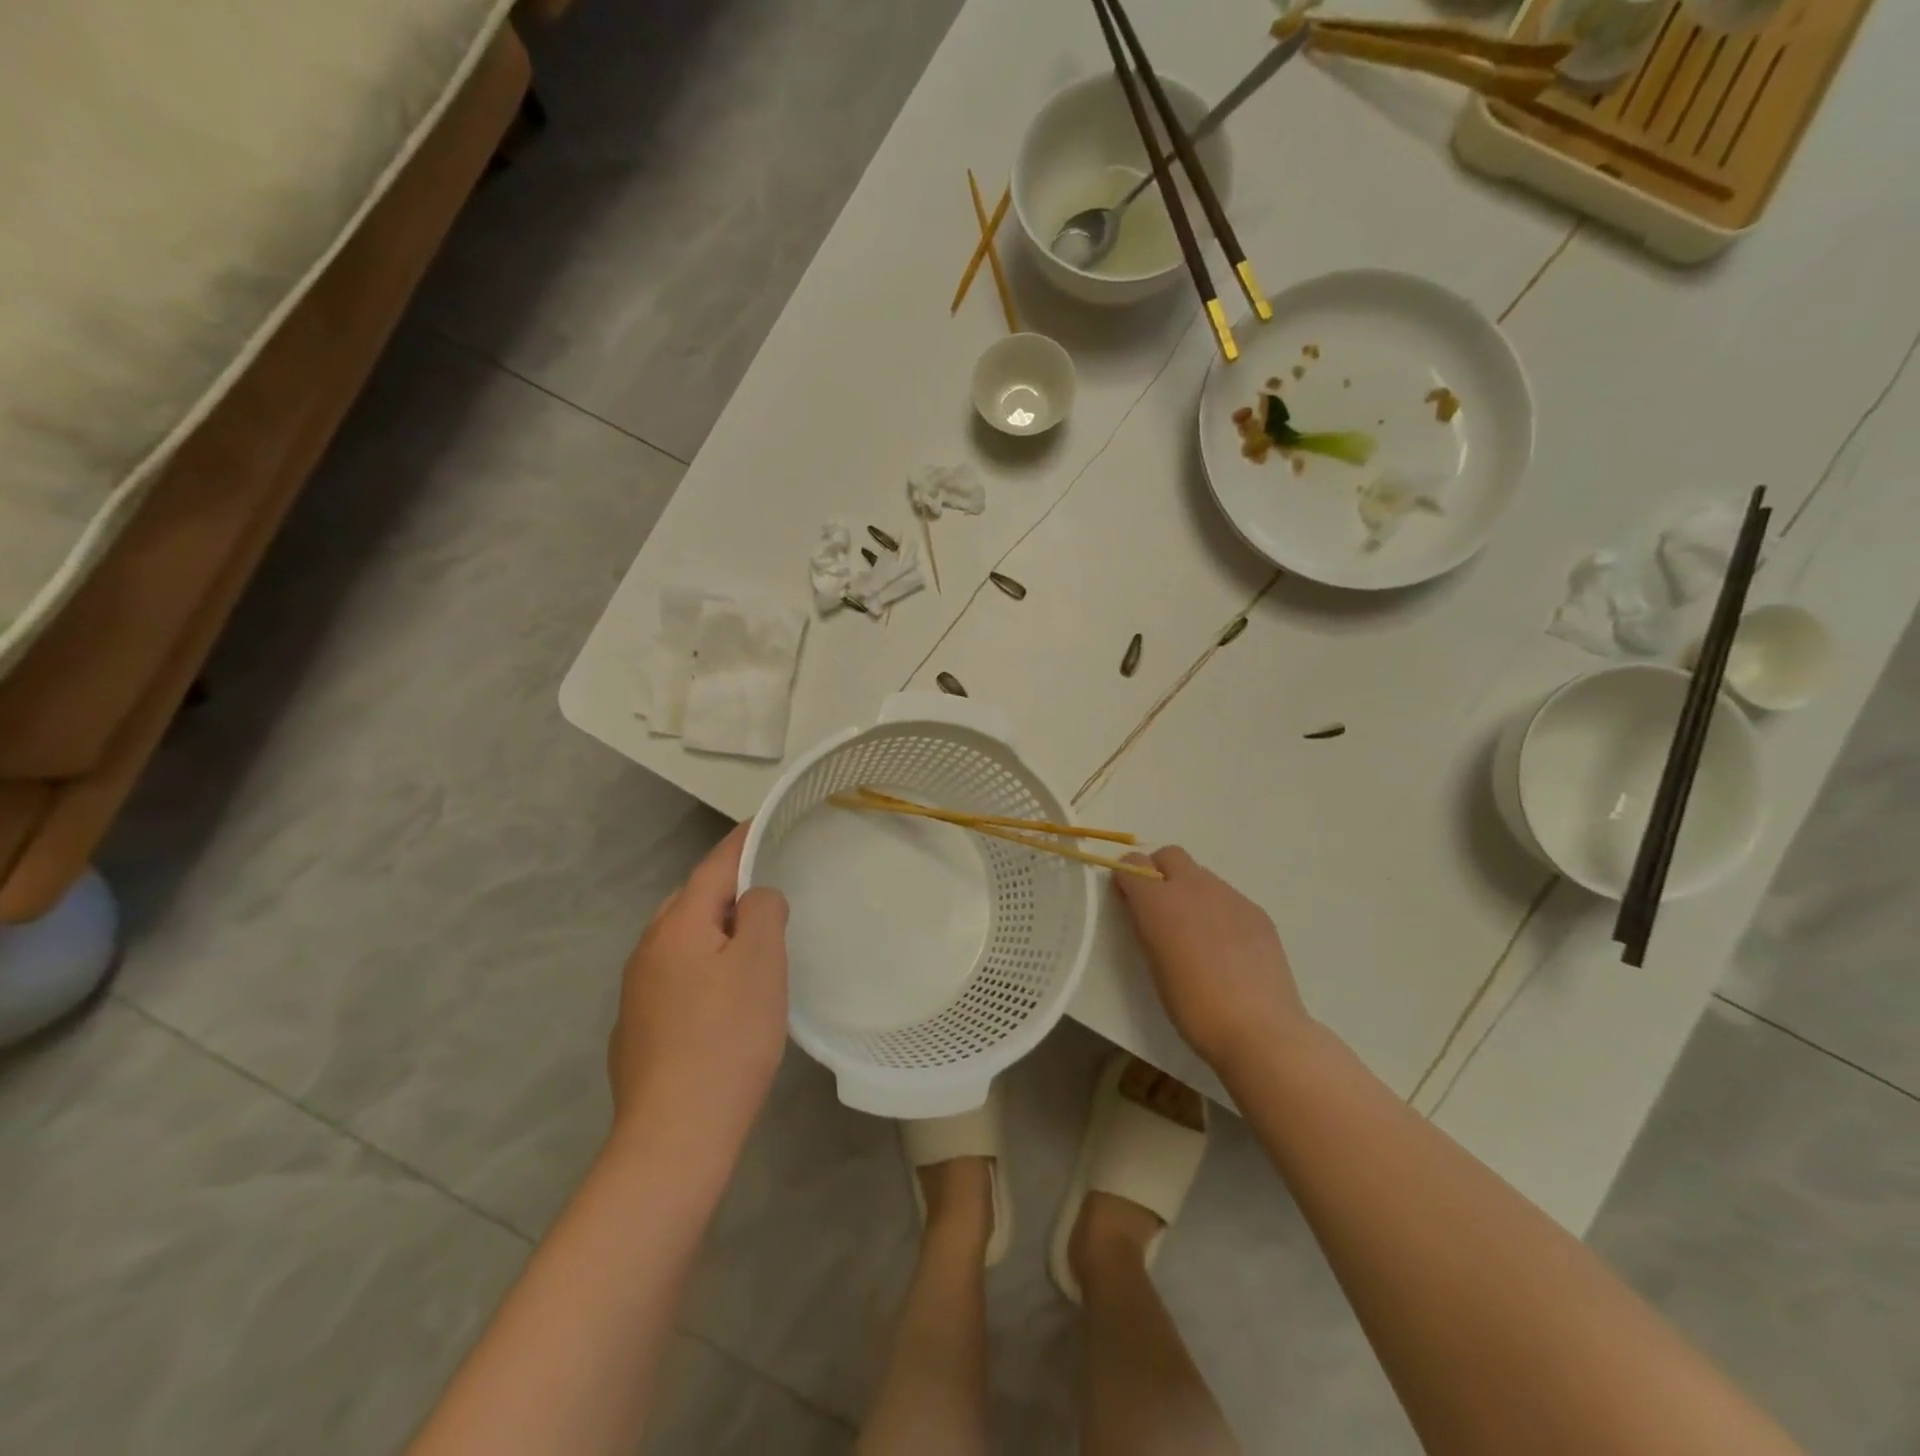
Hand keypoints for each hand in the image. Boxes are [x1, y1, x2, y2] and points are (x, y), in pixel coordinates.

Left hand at [607, 824, 789, 1149]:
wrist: (674, 1135)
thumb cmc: (727, 1038)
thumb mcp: (761, 962)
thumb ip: (762, 911)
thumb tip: (756, 897)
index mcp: (678, 925)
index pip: (714, 865)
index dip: (742, 840)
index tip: (765, 821)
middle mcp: (648, 949)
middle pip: (692, 900)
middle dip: (727, 887)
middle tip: (769, 891)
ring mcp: (636, 991)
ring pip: (681, 939)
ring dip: (714, 930)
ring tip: (751, 943)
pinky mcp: (636, 1028)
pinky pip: (674, 975)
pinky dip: (701, 967)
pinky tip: (722, 998)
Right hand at [1113, 846, 1311, 1075]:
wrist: (1258, 1028)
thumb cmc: (1193, 1006)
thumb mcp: (1154, 964)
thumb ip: (1147, 927)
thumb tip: (1147, 911)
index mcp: (1158, 901)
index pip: (1132, 864)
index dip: (1127, 877)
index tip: (1127, 898)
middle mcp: (1193, 887)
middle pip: (1170, 855)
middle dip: (1159, 871)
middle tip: (1160, 906)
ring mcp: (1229, 896)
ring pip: (1201, 875)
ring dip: (1191, 890)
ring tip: (1197, 932)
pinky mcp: (1256, 911)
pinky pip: (1229, 897)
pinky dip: (1219, 910)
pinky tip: (1227, 946)